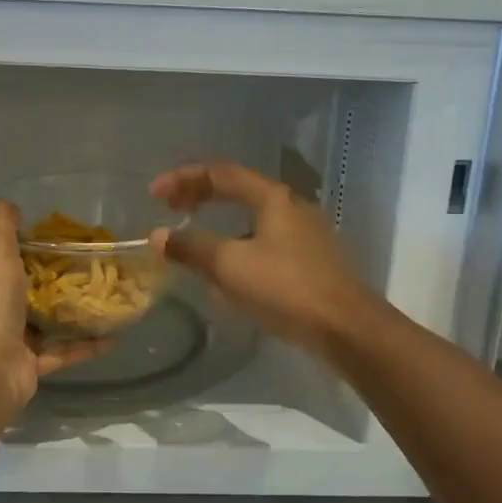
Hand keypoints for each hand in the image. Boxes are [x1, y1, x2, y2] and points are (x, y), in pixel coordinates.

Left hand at [0, 199, 108, 403]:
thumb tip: (11, 207)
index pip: (0, 253)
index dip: (26, 243)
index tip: (61, 235)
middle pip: (25, 286)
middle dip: (55, 276)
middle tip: (93, 263)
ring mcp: (10, 338)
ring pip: (45, 320)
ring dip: (72, 311)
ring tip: (107, 297)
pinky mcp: (29, 365)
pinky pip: (62, 352)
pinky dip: (86, 345)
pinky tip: (114, 336)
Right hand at [149, 162, 373, 355]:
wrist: (346, 329)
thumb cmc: (286, 288)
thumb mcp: (230, 266)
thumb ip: (192, 247)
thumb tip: (158, 236)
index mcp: (273, 198)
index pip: (221, 174)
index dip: (184, 179)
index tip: (154, 194)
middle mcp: (291, 207)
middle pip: (239, 191)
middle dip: (201, 197)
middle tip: (171, 208)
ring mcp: (305, 235)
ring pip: (253, 218)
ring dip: (219, 224)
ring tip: (194, 241)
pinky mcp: (311, 261)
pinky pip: (264, 243)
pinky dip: (238, 246)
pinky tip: (228, 274)